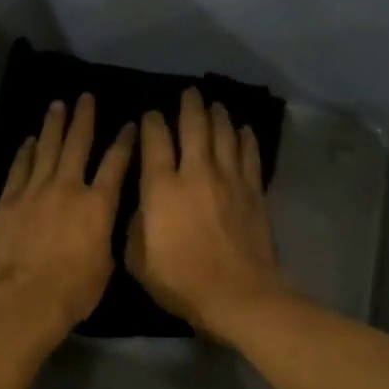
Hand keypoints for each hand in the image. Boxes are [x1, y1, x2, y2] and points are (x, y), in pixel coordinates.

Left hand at [0, 94, 135, 337]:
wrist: (25, 297)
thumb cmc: (73, 291)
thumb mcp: (105, 264)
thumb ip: (104, 235)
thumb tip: (101, 223)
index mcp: (98, 205)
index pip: (116, 164)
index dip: (124, 142)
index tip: (129, 124)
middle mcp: (68, 187)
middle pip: (78, 144)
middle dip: (84, 118)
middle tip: (85, 97)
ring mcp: (34, 190)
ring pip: (46, 148)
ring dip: (53, 125)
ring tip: (57, 105)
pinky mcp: (8, 200)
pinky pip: (19, 168)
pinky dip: (25, 152)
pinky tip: (29, 140)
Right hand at [128, 88, 288, 342]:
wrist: (238, 295)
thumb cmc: (180, 280)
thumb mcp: (138, 260)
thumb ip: (135, 227)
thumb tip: (141, 209)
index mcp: (162, 188)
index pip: (155, 142)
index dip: (151, 124)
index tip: (150, 115)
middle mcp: (196, 173)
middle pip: (194, 127)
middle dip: (189, 107)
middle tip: (189, 93)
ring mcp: (229, 180)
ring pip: (224, 135)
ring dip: (218, 116)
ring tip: (215, 104)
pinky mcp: (253, 192)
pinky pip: (249, 155)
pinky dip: (245, 138)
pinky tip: (244, 129)